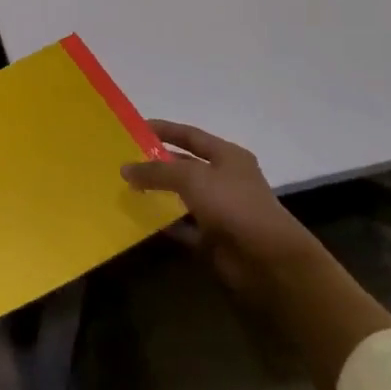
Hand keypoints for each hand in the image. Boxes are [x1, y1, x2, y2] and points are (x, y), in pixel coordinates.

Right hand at [122, 120, 318, 299]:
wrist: (267, 260)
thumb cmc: (233, 205)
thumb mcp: (191, 177)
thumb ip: (157, 171)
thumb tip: (125, 168)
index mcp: (228, 156)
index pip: (190, 135)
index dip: (164, 129)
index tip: (134, 128)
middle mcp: (225, 180)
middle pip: (184, 166)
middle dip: (156, 163)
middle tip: (123, 161)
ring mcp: (219, 211)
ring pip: (181, 197)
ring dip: (157, 195)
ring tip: (124, 189)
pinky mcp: (212, 240)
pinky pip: (182, 227)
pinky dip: (163, 224)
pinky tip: (138, 220)